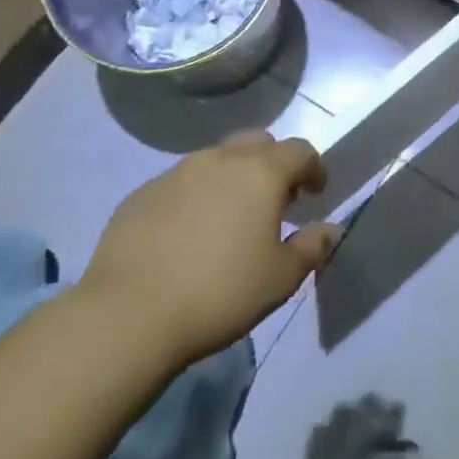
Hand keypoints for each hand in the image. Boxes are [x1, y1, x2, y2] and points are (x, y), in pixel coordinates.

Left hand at [80, 130, 339, 364]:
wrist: (129, 315)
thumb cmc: (221, 292)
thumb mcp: (281, 278)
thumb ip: (312, 246)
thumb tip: (330, 229)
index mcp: (261, 173)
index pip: (300, 151)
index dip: (314, 168)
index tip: (317, 192)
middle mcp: (220, 160)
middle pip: (257, 142)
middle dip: (273, 163)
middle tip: (276, 199)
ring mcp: (175, 173)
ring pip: (215, 160)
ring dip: (231, 177)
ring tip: (230, 217)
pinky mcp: (140, 194)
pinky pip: (180, 183)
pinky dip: (195, 197)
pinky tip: (188, 234)